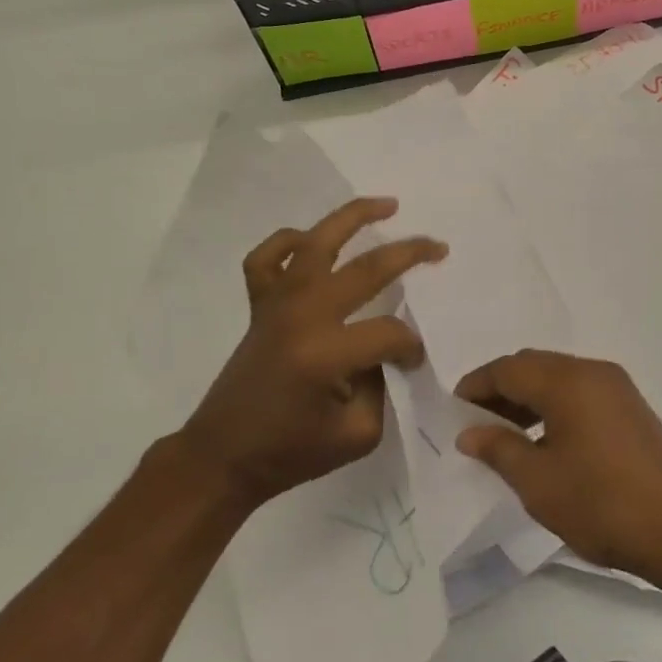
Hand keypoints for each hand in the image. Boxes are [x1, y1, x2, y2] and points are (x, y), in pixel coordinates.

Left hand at [182, 198, 445, 511]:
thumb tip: (384, 352)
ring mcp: (276, 304)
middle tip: (439, 247)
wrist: (222, 456)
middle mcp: (302, 315)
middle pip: (365, 268)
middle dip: (409, 254)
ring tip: (387, 205)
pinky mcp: (258, 305)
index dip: (410, 347)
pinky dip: (286, 242)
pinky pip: (266, 258)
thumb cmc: (290, 453)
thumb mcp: (357, 435)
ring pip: (317, 241)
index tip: (412, 363)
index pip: (389, 333)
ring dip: (354, 217)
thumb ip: (381, 386)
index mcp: (326, 354)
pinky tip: (310, 241)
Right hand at [455, 350, 661, 585]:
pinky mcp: (632, 409)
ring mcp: (617, 389)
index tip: (453, 411)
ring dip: (527, 399)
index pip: (508, 368)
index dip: (475, 386)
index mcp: (568, 380)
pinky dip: (553, 408)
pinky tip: (544, 442)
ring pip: (558, 379)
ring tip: (504, 436)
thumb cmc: (603, 505)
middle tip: (475, 424)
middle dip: (500, 390)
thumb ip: (499, 449)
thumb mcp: (538, 482)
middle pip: (533, 367)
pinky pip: (580, 394)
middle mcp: (593, 372)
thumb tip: (469, 432)